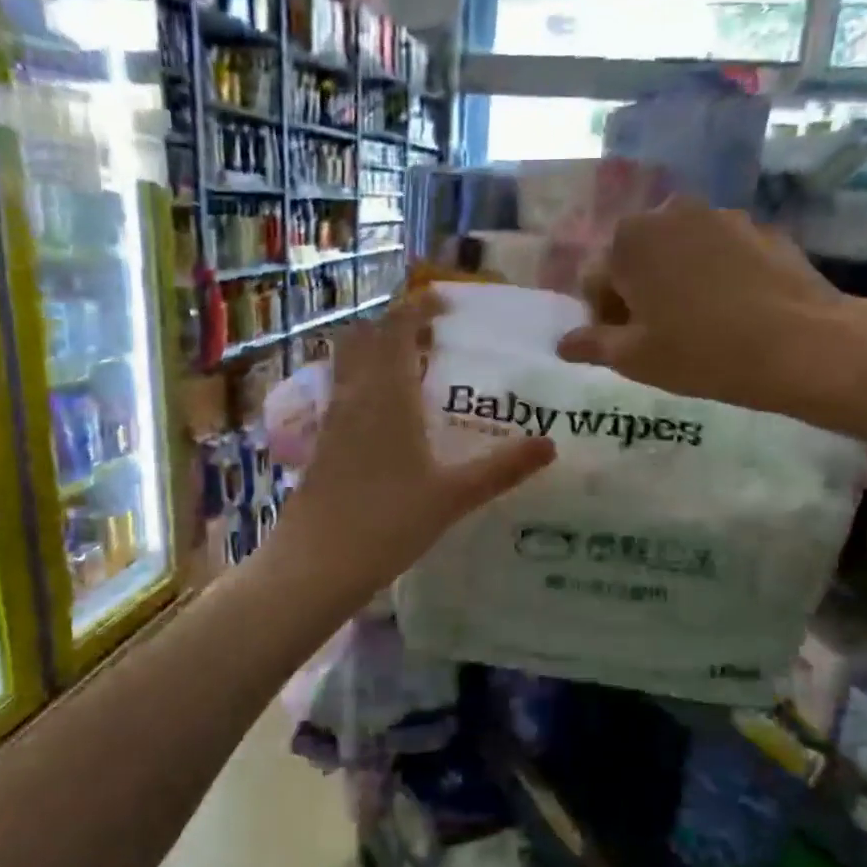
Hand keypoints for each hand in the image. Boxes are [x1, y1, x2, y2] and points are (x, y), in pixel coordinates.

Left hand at [274, 292, 554, 593]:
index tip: (442, 304)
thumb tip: (550, 444)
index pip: (395, 330)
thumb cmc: (388, 522)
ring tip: (411, 372)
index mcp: (387, 396)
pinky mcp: (320, 445)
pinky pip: (341, 395)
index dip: (416, 309)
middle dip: (393, 328)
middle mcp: (355, 397)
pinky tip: (385, 419)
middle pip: (364, 339)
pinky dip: (363, 386)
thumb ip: (502, 468)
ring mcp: (331, 421)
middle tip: (429, 339)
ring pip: (347, 366)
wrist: (317, 563)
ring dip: (374, 355)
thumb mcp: (454, 496)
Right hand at [556, 197, 866, 427]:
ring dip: (675, 280)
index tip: (625, 344)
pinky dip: (714, 274)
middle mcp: (669, 213)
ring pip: (678, 252)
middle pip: (636, 257)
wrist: (800, 343)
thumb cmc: (701, 352)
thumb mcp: (635, 358)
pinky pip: (718, 252)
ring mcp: (720, 215)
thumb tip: (563, 343)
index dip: (604, 316)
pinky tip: (733, 310)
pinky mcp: (760, 228)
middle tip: (659, 333)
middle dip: (638, 291)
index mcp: (629, 241)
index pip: (595, 279)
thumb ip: (592, 344)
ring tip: (698, 322)